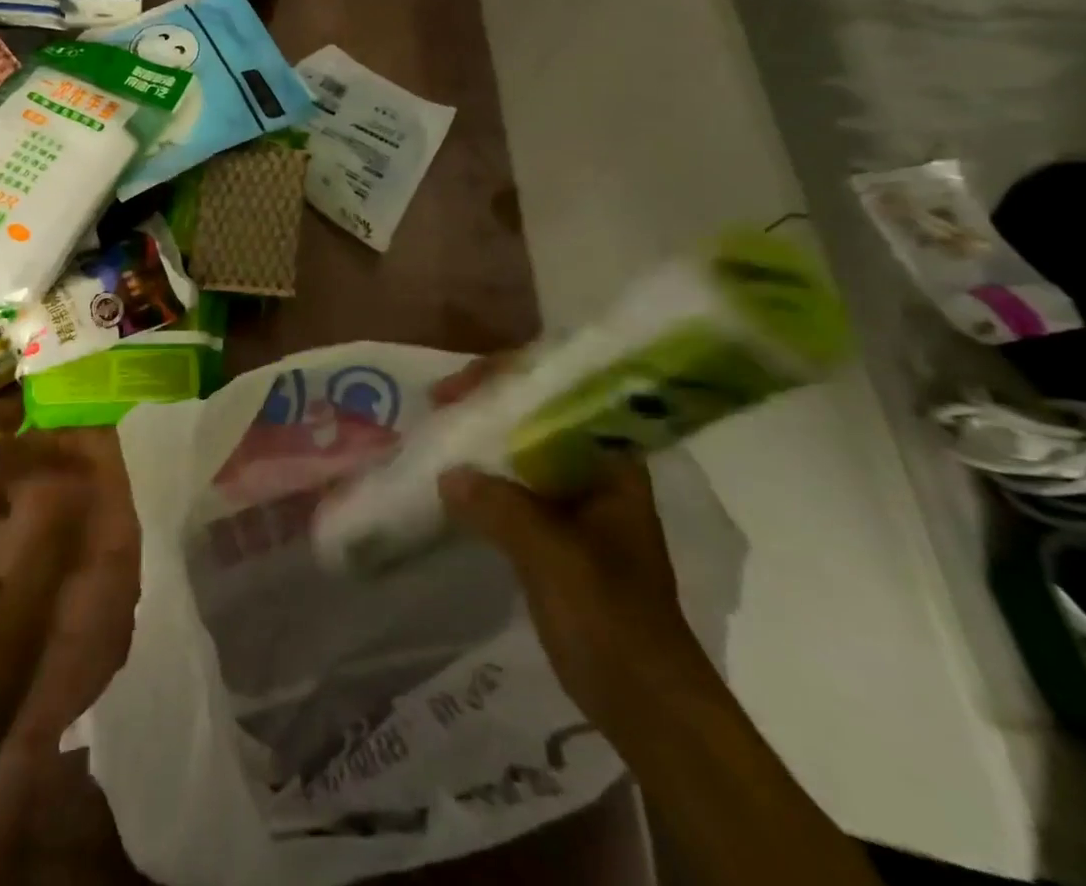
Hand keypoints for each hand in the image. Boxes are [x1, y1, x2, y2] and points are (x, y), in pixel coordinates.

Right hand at [431, 358, 718, 739]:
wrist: (646, 705)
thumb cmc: (612, 619)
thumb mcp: (555, 557)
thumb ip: (501, 508)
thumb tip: (448, 475)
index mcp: (612, 464)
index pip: (561, 394)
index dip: (510, 379)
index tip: (461, 388)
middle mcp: (595, 472)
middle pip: (538, 416)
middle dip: (489, 404)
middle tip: (440, 403)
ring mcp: (576, 504)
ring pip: (523, 452)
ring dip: (483, 439)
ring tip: (439, 429)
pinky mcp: (556, 535)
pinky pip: (514, 488)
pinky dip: (484, 479)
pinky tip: (451, 479)